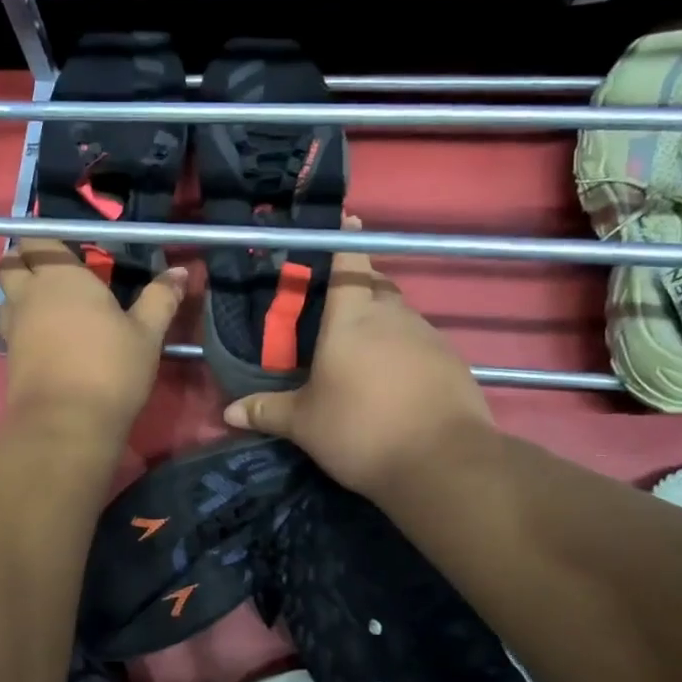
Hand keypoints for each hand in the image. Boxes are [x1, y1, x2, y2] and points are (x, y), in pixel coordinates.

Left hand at [0, 240, 185, 436]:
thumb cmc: (110, 368)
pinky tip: (49, 338)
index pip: (39, 238)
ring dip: (22, 292)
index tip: (75, 251)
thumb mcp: (146, 334)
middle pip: (10, 262)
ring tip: (53, 306)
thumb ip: (160, 298)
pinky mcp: (8, 356)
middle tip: (57, 273)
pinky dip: (24, 323)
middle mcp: (29, 294)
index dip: (52, 240)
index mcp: (60, 276)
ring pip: (7, 294)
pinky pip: (10, 326)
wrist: (67, 423)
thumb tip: (181, 270)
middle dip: (26, 260)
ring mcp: (13, 326)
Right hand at [221, 220, 492, 496]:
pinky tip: (395, 381)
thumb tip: (228, 413)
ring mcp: (429, 336)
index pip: (349, 264)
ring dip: (383, 323)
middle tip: (338, 309)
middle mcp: (392, 316)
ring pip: (401, 316)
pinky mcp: (453, 362)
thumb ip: (266, 411)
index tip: (346, 220)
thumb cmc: (359, 429)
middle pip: (377, 286)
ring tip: (364, 353)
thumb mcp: (304, 424)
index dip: (345, 241)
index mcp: (351, 318)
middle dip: (360, 286)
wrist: (441, 462)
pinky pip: (422, 344)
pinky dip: (406, 351)